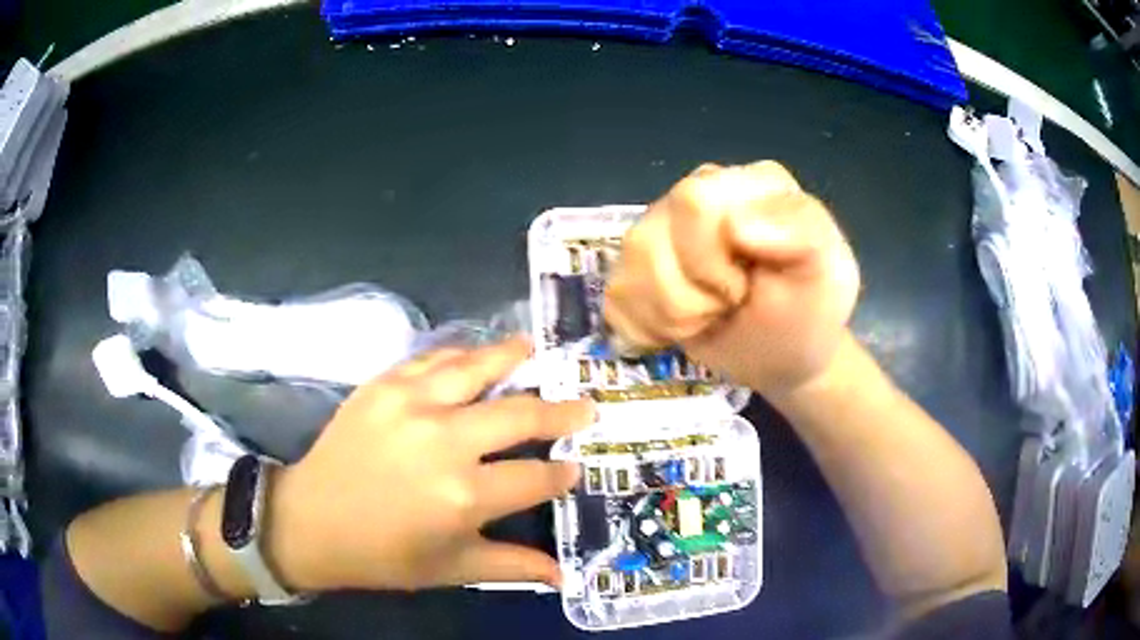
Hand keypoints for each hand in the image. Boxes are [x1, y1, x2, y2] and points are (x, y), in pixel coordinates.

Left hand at [272, 337, 593, 590]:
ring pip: (478, 368)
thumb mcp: (451, 569)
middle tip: (583, 407)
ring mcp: (412, 404)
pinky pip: (432, 360)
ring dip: (513, 358)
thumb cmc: (383, 554)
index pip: (536, 477)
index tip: (574, 468)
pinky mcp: (383, 385)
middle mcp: (445, 442)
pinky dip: (461, 355)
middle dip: (561, 412)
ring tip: (536, 350)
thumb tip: (564, 575)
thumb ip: (512, 566)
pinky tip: (475, 357)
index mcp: (464, 496)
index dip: (561, 474)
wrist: (311, 521)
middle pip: (521, 415)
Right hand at [604, 162, 859, 397]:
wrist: (784, 353)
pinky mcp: (636, 266)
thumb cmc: (808, 310)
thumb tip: (736, 225)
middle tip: (727, 305)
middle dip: (688, 295)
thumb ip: (802, 233)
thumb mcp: (826, 272)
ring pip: (627, 271)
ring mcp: (660, 227)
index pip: (693, 201)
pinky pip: (615, 298)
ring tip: (709, 317)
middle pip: (648, 238)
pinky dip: (648, 328)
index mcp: (746, 181)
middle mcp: (696, 192)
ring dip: (670, 316)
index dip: (710, 262)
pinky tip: (682, 325)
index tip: (745, 290)